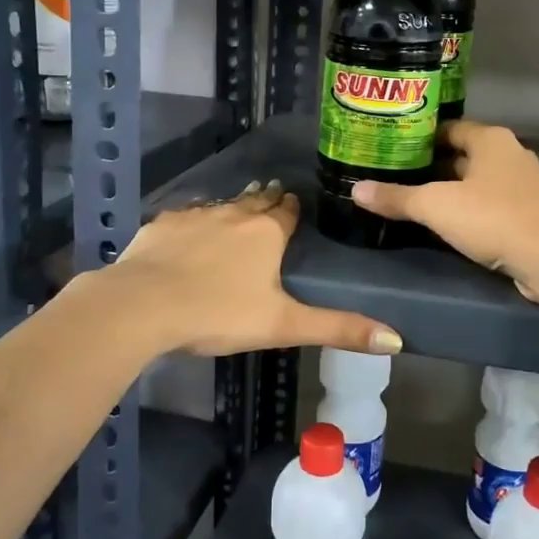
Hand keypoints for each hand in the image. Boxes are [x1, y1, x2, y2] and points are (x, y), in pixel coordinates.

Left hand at [103, 181, 401, 357]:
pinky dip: (195, 220)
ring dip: (234, 207)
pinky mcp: (162, 225)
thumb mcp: (283, 325)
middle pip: (256, 202)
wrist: (142, 306)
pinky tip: (191, 228)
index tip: (298, 205)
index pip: (288, 211)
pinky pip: (186, 216)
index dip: (294, 208)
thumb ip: (338, 329)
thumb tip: (397, 339)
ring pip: (222, 205)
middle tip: (273, 199)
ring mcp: (195, 216)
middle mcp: (234, 214)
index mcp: (266, 234)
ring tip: (240, 207)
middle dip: (267, 201)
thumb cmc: (218, 314)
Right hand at [352, 119, 538, 294]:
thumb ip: (396, 197)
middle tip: (395, 173)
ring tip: (413, 198)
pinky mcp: (528, 212)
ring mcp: (522, 184)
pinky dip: (467, 208)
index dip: (419, 136)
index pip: (448, 127)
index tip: (392, 147)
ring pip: (475, 180)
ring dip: (449, 188)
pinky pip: (489, 202)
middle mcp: (509, 153)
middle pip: (461, 153)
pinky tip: (446, 222)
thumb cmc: (492, 218)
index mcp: (490, 139)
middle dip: (430, 164)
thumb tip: (355, 190)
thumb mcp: (435, 206)